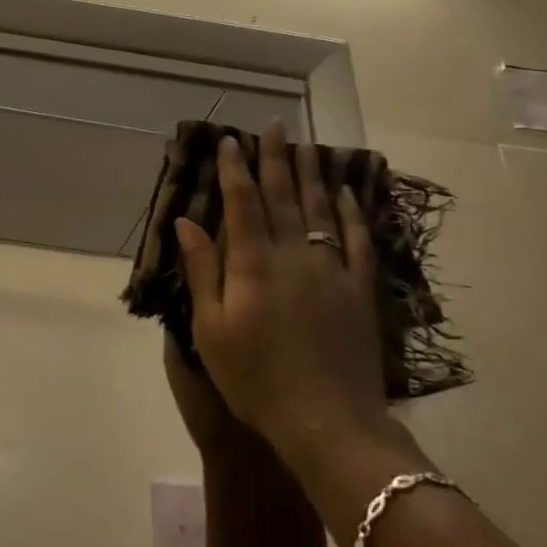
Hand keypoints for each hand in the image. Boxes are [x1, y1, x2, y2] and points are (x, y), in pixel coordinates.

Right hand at [174, 120, 388, 471]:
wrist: (328, 422)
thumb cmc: (257, 380)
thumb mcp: (212, 330)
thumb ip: (203, 271)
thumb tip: (186, 222)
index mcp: (253, 265)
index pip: (242, 204)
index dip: (235, 170)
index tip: (232, 141)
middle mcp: (293, 255)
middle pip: (283, 196)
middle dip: (276, 158)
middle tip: (276, 124)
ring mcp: (331, 269)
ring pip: (320, 209)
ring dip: (312, 174)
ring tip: (308, 145)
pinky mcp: (360, 288)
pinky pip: (358, 240)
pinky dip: (353, 213)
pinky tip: (348, 192)